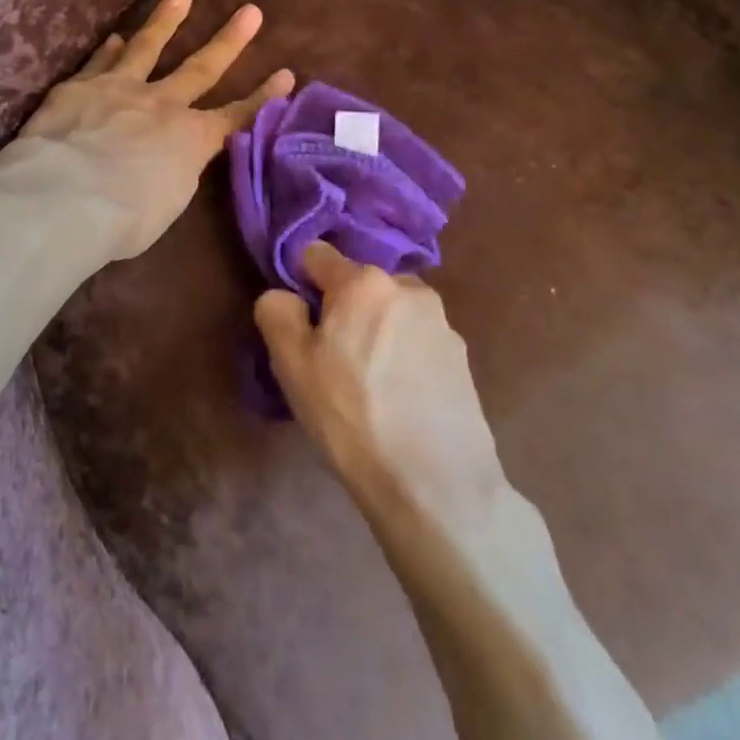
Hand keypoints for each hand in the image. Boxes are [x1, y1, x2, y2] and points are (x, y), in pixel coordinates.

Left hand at [12, 0, 294, 258]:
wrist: (66, 195)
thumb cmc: (124, 218)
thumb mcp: (166, 205)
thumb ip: (174, 175)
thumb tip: (171, 163)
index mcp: (190, 140)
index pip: (236, 116)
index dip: (263, 97)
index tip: (286, 74)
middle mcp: (162, 104)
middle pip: (201, 68)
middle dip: (229, 41)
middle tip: (250, 11)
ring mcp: (120, 88)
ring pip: (148, 47)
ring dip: (167, 20)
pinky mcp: (80, 86)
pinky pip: (100, 62)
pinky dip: (110, 49)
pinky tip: (116, 37)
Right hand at [254, 243, 505, 522]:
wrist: (436, 484)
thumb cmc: (351, 415)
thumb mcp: (291, 364)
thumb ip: (277, 312)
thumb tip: (285, 296)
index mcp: (363, 281)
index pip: (317, 254)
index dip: (301, 282)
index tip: (299, 322)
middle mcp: (407, 288)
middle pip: (359, 284)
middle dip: (343, 309)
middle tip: (333, 360)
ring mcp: (442, 323)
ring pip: (391, 312)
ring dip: (377, 331)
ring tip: (369, 385)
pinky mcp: (463, 358)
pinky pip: (418, 341)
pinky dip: (404, 357)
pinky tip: (399, 400)